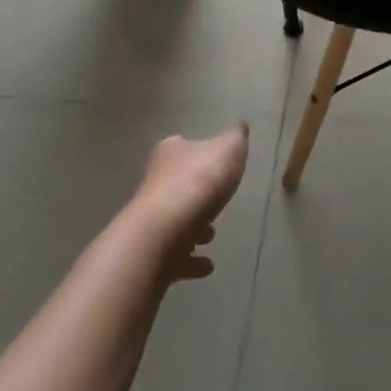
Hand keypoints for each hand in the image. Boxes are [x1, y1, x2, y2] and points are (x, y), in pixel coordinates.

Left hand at [132, 123, 249, 280]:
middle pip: (177, 184)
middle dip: (197, 194)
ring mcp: (150, 219)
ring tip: (212, 235)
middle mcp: (155, 182)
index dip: (199, 153)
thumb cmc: (198, 183)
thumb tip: (240, 126)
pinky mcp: (151, 252)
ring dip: (193, 228)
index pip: (182, 145)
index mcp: (171, 153)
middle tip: (218, 202)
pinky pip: (175, 255)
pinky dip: (190, 260)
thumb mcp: (229, 149)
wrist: (161, 235)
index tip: (216, 164)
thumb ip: (237, 138)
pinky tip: (207, 265)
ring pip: (175, 220)